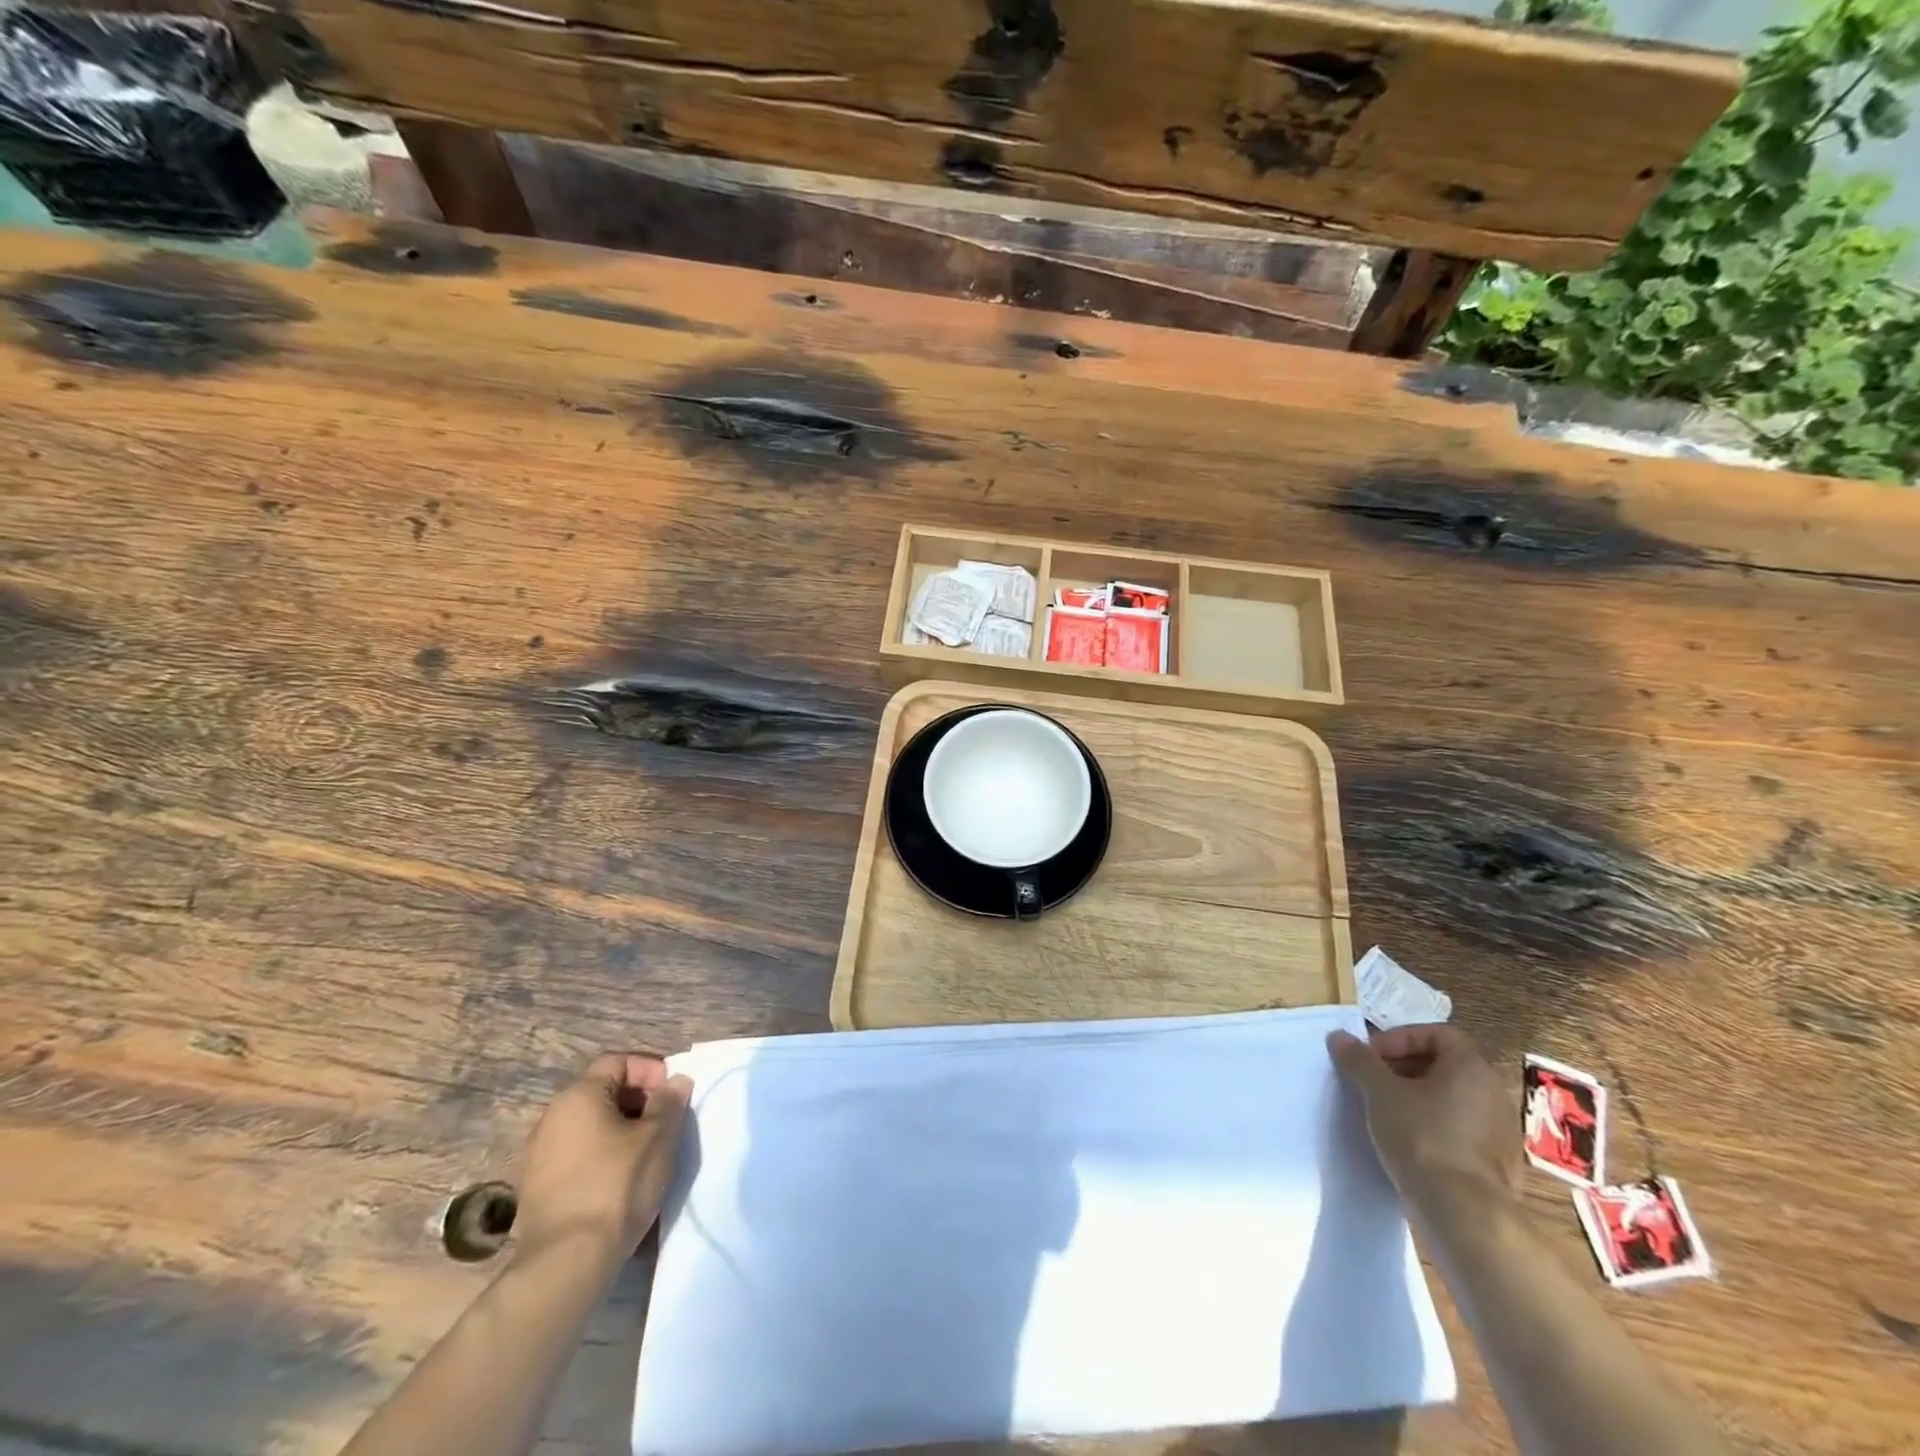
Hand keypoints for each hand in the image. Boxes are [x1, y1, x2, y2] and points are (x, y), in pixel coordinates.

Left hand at [512, 1053, 691, 1268]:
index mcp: (578, 1097)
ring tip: (645, 1153)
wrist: (566, 1264)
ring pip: (588, 1126)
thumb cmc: (617, 1186)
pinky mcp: (534, 1189)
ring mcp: (537, 1155)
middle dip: (637, 1101)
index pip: (617, 1062)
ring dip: (618, 1130)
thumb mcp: (658, 1138)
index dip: (649, 1070)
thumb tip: (676, 1081)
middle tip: (664, 1123)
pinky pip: (574, 1155)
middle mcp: (551, 1117)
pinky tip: (618, 1180)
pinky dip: (599, 1156)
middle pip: (601, 1092)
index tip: (672, 1094)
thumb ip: (669, 1102)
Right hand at [1328, 1024, 1515, 1215]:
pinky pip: (1460, 1130)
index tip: (1372, 1057)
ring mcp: (1500, 1132)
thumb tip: (1339, 1037)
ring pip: (1451, 1099)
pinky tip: (1408, 1144)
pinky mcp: (1498, 1165)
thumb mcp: (1379, 1092)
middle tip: (1373, 1081)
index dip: (1400, 1038)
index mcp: (1471, 1068)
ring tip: (1385, 1112)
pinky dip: (1433, 1127)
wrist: (1464, 1215)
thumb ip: (1359, 1060)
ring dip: (1417, 1098)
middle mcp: (1493, 1093)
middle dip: (1404, 1067)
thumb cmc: (1422, 1137)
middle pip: (1444, 1065)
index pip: (1437, 1033)